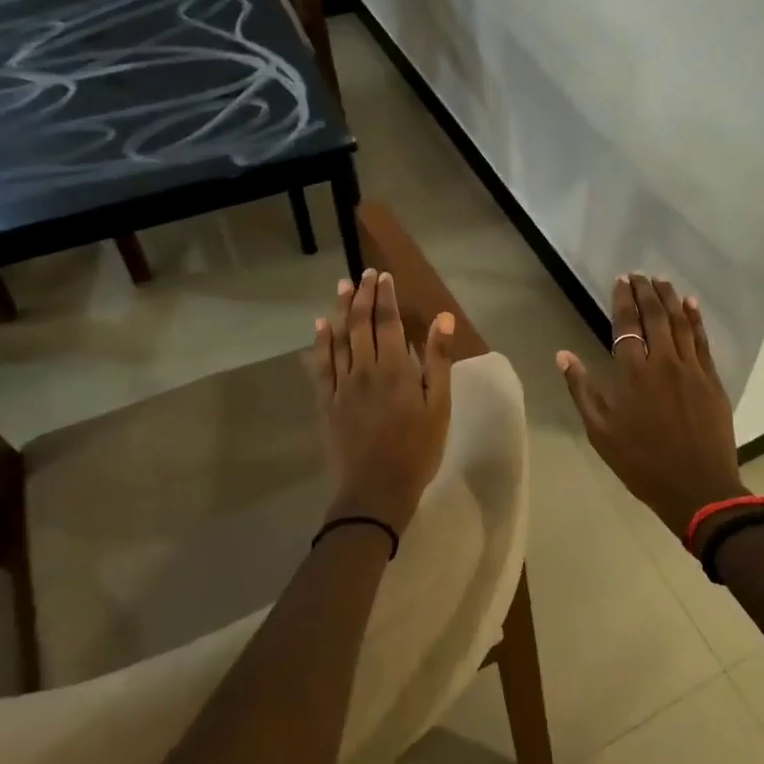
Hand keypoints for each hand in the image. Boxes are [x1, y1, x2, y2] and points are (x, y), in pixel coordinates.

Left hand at [314, 269, 454, 533]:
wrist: (376, 490)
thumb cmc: (417, 450)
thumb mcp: (439, 407)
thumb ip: (438, 361)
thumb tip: (443, 320)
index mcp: (396, 369)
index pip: (388, 322)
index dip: (385, 297)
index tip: (383, 276)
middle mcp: (365, 369)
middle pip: (361, 324)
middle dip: (362, 296)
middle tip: (363, 274)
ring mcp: (342, 385)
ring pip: (339, 339)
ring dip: (341, 310)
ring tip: (342, 286)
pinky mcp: (327, 402)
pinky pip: (321, 366)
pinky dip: (321, 343)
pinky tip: (320, 327)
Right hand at [557, 274, 746, 541]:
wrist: (697, 487)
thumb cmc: (641, 463)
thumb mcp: (600, 431)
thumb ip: (582, 389)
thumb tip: (563, 355)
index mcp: (633, 373)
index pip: (627, 325)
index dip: (623, 299)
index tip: (621, 280)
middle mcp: (663, 362)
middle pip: (655, 316)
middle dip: (646, 291)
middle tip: (640, 274)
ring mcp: (691, 369)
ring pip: (681, 323)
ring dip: (670, 298)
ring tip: (662, 281)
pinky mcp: (712, 380)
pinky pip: (703, 341)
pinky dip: (697, 319)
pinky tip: (692, 305)